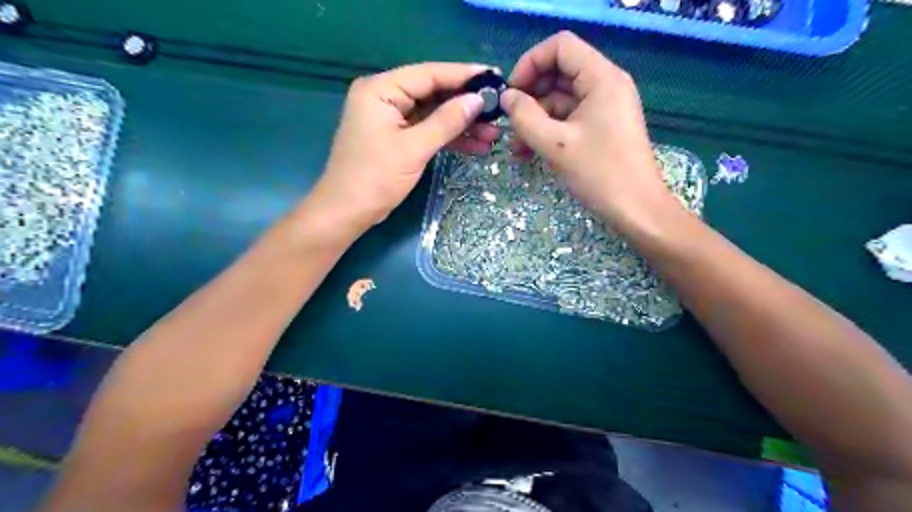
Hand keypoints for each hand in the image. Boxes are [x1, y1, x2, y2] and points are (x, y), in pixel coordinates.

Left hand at [311, 61, 497, 228]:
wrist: (347, 212)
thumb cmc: (375, 178)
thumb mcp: (414, 148)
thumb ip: (446, 121)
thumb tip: (477, 100)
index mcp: (381, 90)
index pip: (428, 74)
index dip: (463, 75)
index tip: (495, 77)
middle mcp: (385, 97)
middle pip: (433, 93)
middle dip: (466, 105)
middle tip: (499, 110)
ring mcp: (391, 118)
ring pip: (434, 115)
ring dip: (462, 126)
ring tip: (493, 135)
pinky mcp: (397, 138)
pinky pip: (427, 131)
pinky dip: (449, 139)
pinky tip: (476, 147)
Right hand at [501, 31, 671, 221]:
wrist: (636, 209)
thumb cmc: (599, 173)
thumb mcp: (555, 144)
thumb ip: (524, 117)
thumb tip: (506, 98)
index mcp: (601, 78)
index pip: (560, 47)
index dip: (530, 64)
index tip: (511, 94)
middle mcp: (605, 85)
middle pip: (558, 73)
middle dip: (530, 97)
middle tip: (509, 123)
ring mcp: (604, 107)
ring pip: (560, 100)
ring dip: (535, 120)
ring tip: (516, 149)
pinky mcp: (601, 127)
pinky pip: (569, 119)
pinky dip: (548, 131)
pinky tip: (529, 153)